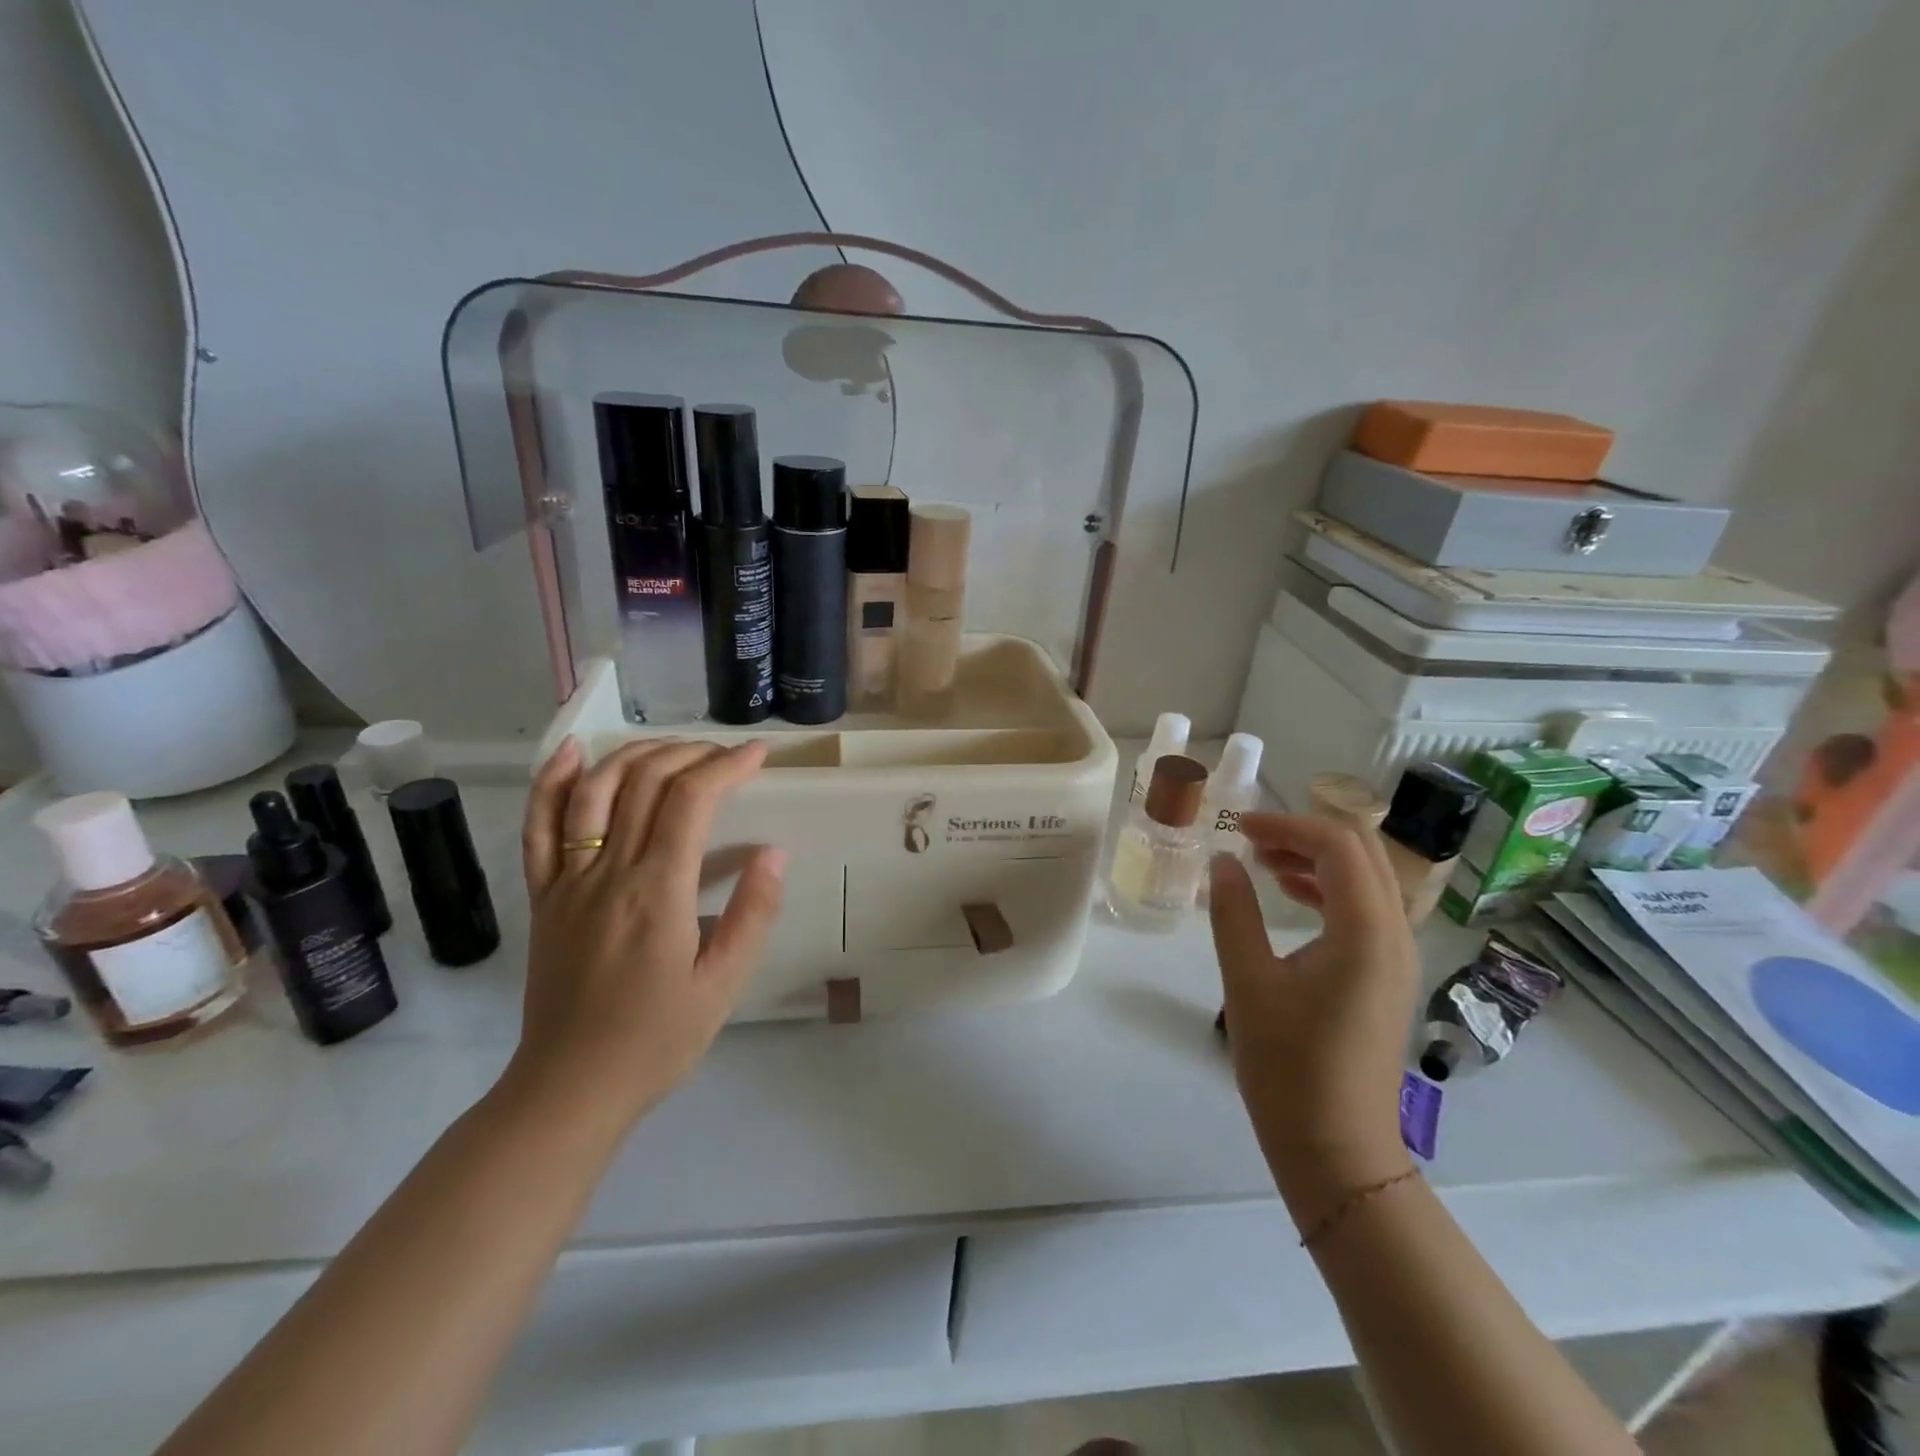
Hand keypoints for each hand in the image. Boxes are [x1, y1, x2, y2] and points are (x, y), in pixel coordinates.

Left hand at [506, 737, 784, 1124]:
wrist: (570, 1087)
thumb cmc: (657, 1039)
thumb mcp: (724, 984)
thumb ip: (752, 914)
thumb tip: (774, 853)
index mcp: (657, 892)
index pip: (691, 801)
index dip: (726, 766)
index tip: (758, 754)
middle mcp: (608, 872)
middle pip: (645, 782)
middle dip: (691, 754)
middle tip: (726, 755)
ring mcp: (568, 881)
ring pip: (595, 791)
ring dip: (636, 755)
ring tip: (673, 746)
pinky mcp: (544, 896)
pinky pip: (538, 829)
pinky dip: (552, 782)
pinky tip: (573, 752)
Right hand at [1208, 814, 1418, 1223]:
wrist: (1336, 1146)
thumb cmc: (1287, 1065)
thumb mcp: (1247, 982)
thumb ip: (1234, 912)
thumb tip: (1223, 861)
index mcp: (1365, 933)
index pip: (1338, 846)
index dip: (1287, 825)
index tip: (1239, 827)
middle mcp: (1395, 935)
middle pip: (1363, 853)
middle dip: (1306, 833)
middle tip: (1251, 838)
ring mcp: (1397, 957)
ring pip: (1368, 879)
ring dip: (1318, 858)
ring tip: (1263, 861)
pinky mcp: (1387, 975)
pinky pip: (1366, 908)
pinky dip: (1329, 888)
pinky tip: (1289, 897)